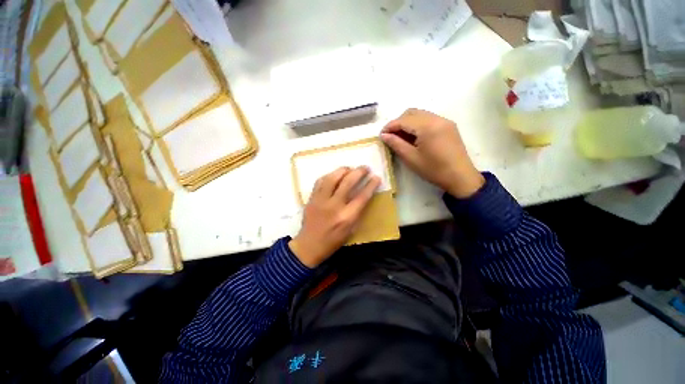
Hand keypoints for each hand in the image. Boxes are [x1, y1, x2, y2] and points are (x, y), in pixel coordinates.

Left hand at [289, 166, 380, 267]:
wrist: (309, 245)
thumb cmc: (333, 241)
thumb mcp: (351, 230)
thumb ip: (358, 212)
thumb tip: (364, 195)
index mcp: (346, 217)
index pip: (362, 196)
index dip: (371, 185)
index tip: (376, 177)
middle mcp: (334, 206)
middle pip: (348, 182)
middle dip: (359, 172)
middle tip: (365, 168)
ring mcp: (321, 200)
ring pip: (332, 178)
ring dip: (343, 170)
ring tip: (350, 168)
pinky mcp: (311, 198)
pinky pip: (320, 181)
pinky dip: (329, 175)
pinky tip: (335, 174)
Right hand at [381, 109, 483, 197]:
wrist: (460, 177)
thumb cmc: (433, 169)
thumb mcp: (411, 158)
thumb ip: (396, 144)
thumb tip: (384, 135)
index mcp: (428, 127)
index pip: (403, 120)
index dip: (390, 126)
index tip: (381, 135)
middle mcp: (437, 118)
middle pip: (412, 113)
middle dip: (398, 122)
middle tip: (391, 136)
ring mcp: (444, 121)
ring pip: (420, 114)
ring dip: (408, 122)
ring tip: (401, 137)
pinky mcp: (448, 126)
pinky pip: (428, 119)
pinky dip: (418, 124)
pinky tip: (414, 137)